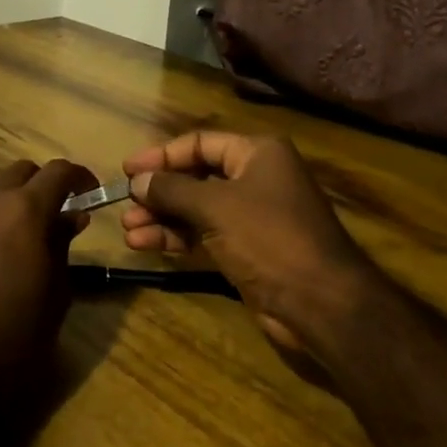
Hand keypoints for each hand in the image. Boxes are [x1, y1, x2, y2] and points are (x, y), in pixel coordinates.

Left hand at [0, 159, 96, 407]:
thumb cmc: (19, 331)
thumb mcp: (56, 288)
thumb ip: (63, 243)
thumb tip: (73, 216)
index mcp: (25, 208)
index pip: (58, 172)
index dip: (80, 176)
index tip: (93, 192)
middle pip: (22, 170)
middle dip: (46, 183)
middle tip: (63, 210)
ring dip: (16, 192)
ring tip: (31, 223)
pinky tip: (3, 241)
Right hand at [121, 132, 377, 361]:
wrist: (320, 303)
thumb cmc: (269, 238)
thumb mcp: (215, 206)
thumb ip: (172, 189)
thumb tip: (138, 181)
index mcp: (257, 154)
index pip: (200, 143)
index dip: (162, 155)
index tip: (128, 169)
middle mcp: (256, 178)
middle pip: (196, 176)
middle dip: (159, 191)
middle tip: (125, 205)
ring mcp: (253, 216)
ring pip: (197, 208)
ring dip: (162, 217)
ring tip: (128, 230)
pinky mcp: (248, 250)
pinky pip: (204, 234)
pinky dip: (177, 238)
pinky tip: (146, 245)